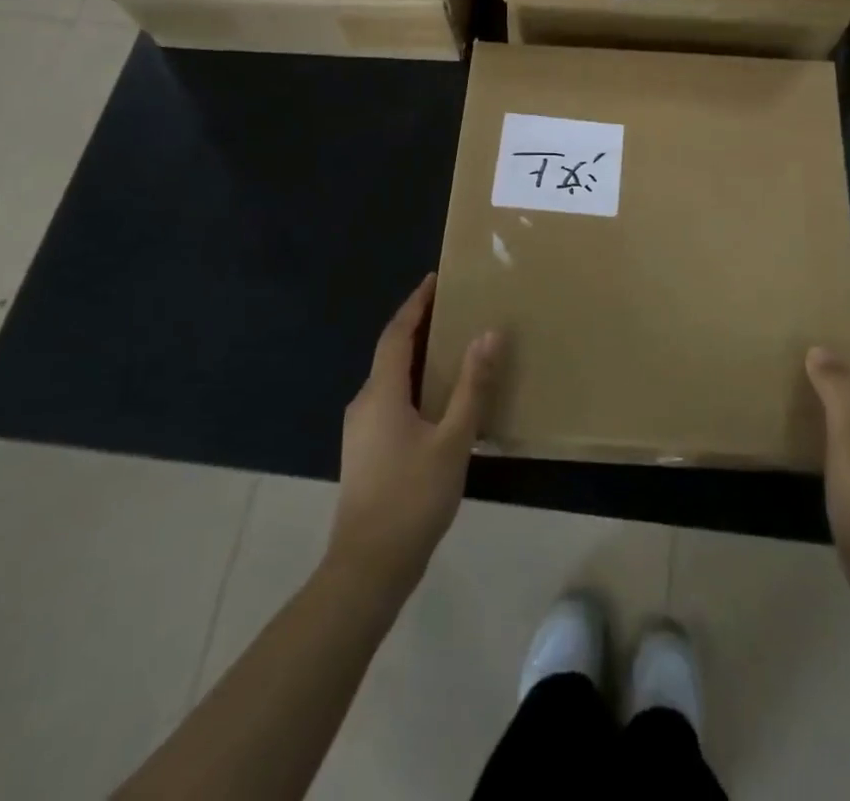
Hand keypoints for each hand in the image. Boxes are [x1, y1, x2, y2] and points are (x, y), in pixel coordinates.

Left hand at [326, 274, 499, 598]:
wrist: (367, 570)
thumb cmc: (412, 498)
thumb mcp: (453, 440)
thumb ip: (472, 386)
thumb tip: (489, 333)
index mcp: (381, 393)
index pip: (396, 333)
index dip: (415, 304)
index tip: (435, 279)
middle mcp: (364, 404)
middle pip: (391, 352)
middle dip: (418, 327)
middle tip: (453, 309)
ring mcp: (360, 431)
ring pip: (390, 379)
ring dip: (417, 358)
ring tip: (452, 348)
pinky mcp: (365, 453)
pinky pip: (390, 401)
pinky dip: (414, 385)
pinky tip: (438, 401)